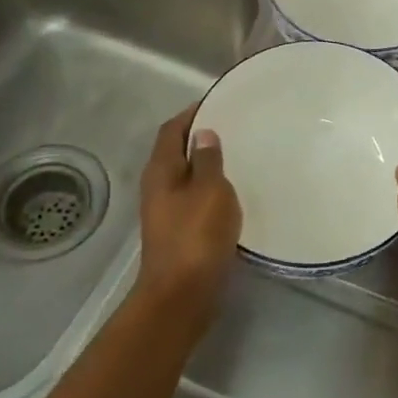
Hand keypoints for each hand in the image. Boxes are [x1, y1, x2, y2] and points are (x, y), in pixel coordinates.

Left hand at [137, 107, 242, 323]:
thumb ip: (207, 160)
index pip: (172, 130)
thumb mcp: (209, 190)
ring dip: (207, 163)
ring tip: (239, 154)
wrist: (182, 296)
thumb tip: (203, 133)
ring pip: (187, 176)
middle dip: (200, 136)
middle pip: (176, 151)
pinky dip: (211, 187)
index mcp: (161, 171)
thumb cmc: (196, 235)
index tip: (217, 101)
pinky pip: (195, 198)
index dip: (191, 113)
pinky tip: (234, 191)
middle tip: (234, 126)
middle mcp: (158, 187)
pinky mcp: (179, 231)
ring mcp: (166, 211)